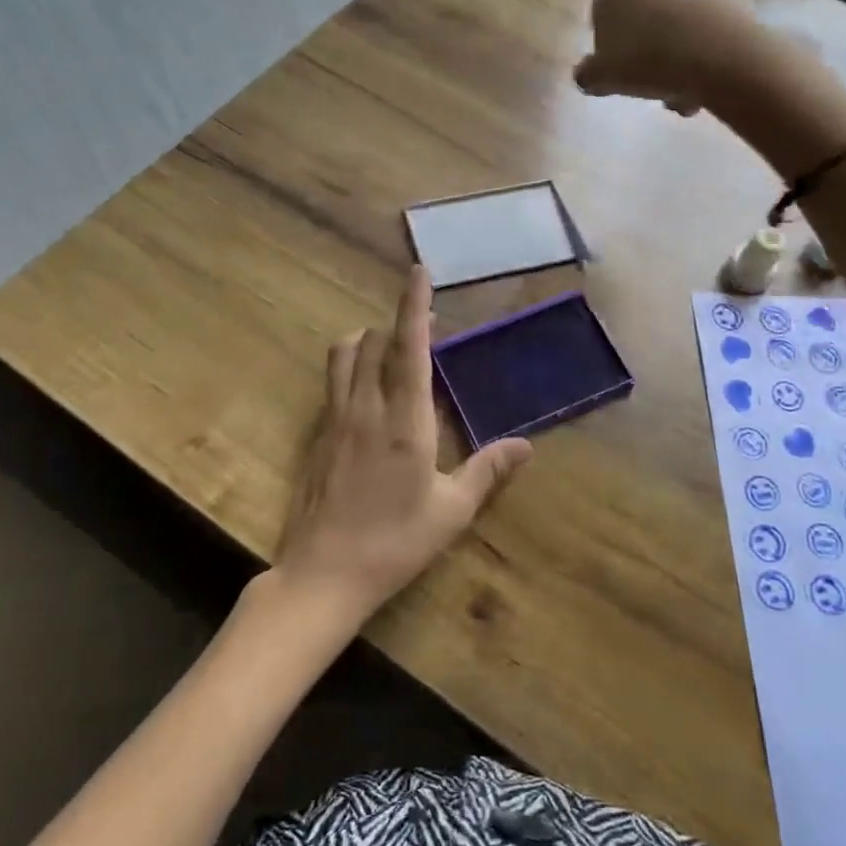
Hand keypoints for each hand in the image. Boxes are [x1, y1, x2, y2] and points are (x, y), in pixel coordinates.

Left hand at [276, 265, 532, 628]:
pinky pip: (334, 381)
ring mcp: (336, 419)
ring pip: (344, 354)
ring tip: (391, 350)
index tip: (419, 271)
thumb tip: (526, 446)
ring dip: (368, 340)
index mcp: (405, 421)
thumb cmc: (396, 543)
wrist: (324, 574)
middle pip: (374, 341)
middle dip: (399, 325)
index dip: (414, 305)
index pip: (409, 348)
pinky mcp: (319, 434)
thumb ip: (487, 471)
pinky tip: (368, 391)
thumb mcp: (451, 511)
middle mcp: (366, 408)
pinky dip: (351, 366)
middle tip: (425, 330)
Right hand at [575, 0, 772, 115]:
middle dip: (647, 43)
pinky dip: (704, 40)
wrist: (722, 56)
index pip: (602, 7)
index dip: (608, 41)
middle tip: (650, 79)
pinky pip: (707, 16)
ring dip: (677, 47)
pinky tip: (706, 75)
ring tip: (682, 87)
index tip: (618, 67)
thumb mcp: (604, 77)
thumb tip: (586, 73)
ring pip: (678, 14)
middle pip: (644, 8)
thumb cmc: (649, 60)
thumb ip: (587, 73)